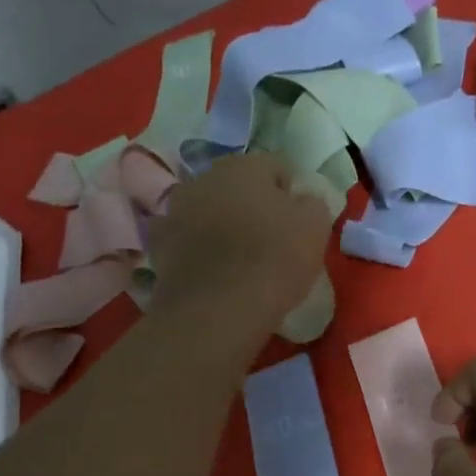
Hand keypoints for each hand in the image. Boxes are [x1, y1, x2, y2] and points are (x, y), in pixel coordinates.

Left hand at [149, 154, 332, 335]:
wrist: (218, 309)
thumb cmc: (274, 260)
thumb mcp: (315, 227)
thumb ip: (312, 203)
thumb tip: (303, 200)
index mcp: (245, 165)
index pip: (277, 167)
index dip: (292, 193)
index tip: (300, 222)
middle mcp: (205, 177)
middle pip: (238, 186)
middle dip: (253, 205)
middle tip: (271, 239)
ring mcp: (176, 210)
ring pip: (209, 210)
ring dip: (223, 225)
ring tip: (240, 259)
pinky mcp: (160, 245)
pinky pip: (187, 240)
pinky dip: (199, 249)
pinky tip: (212, 272)